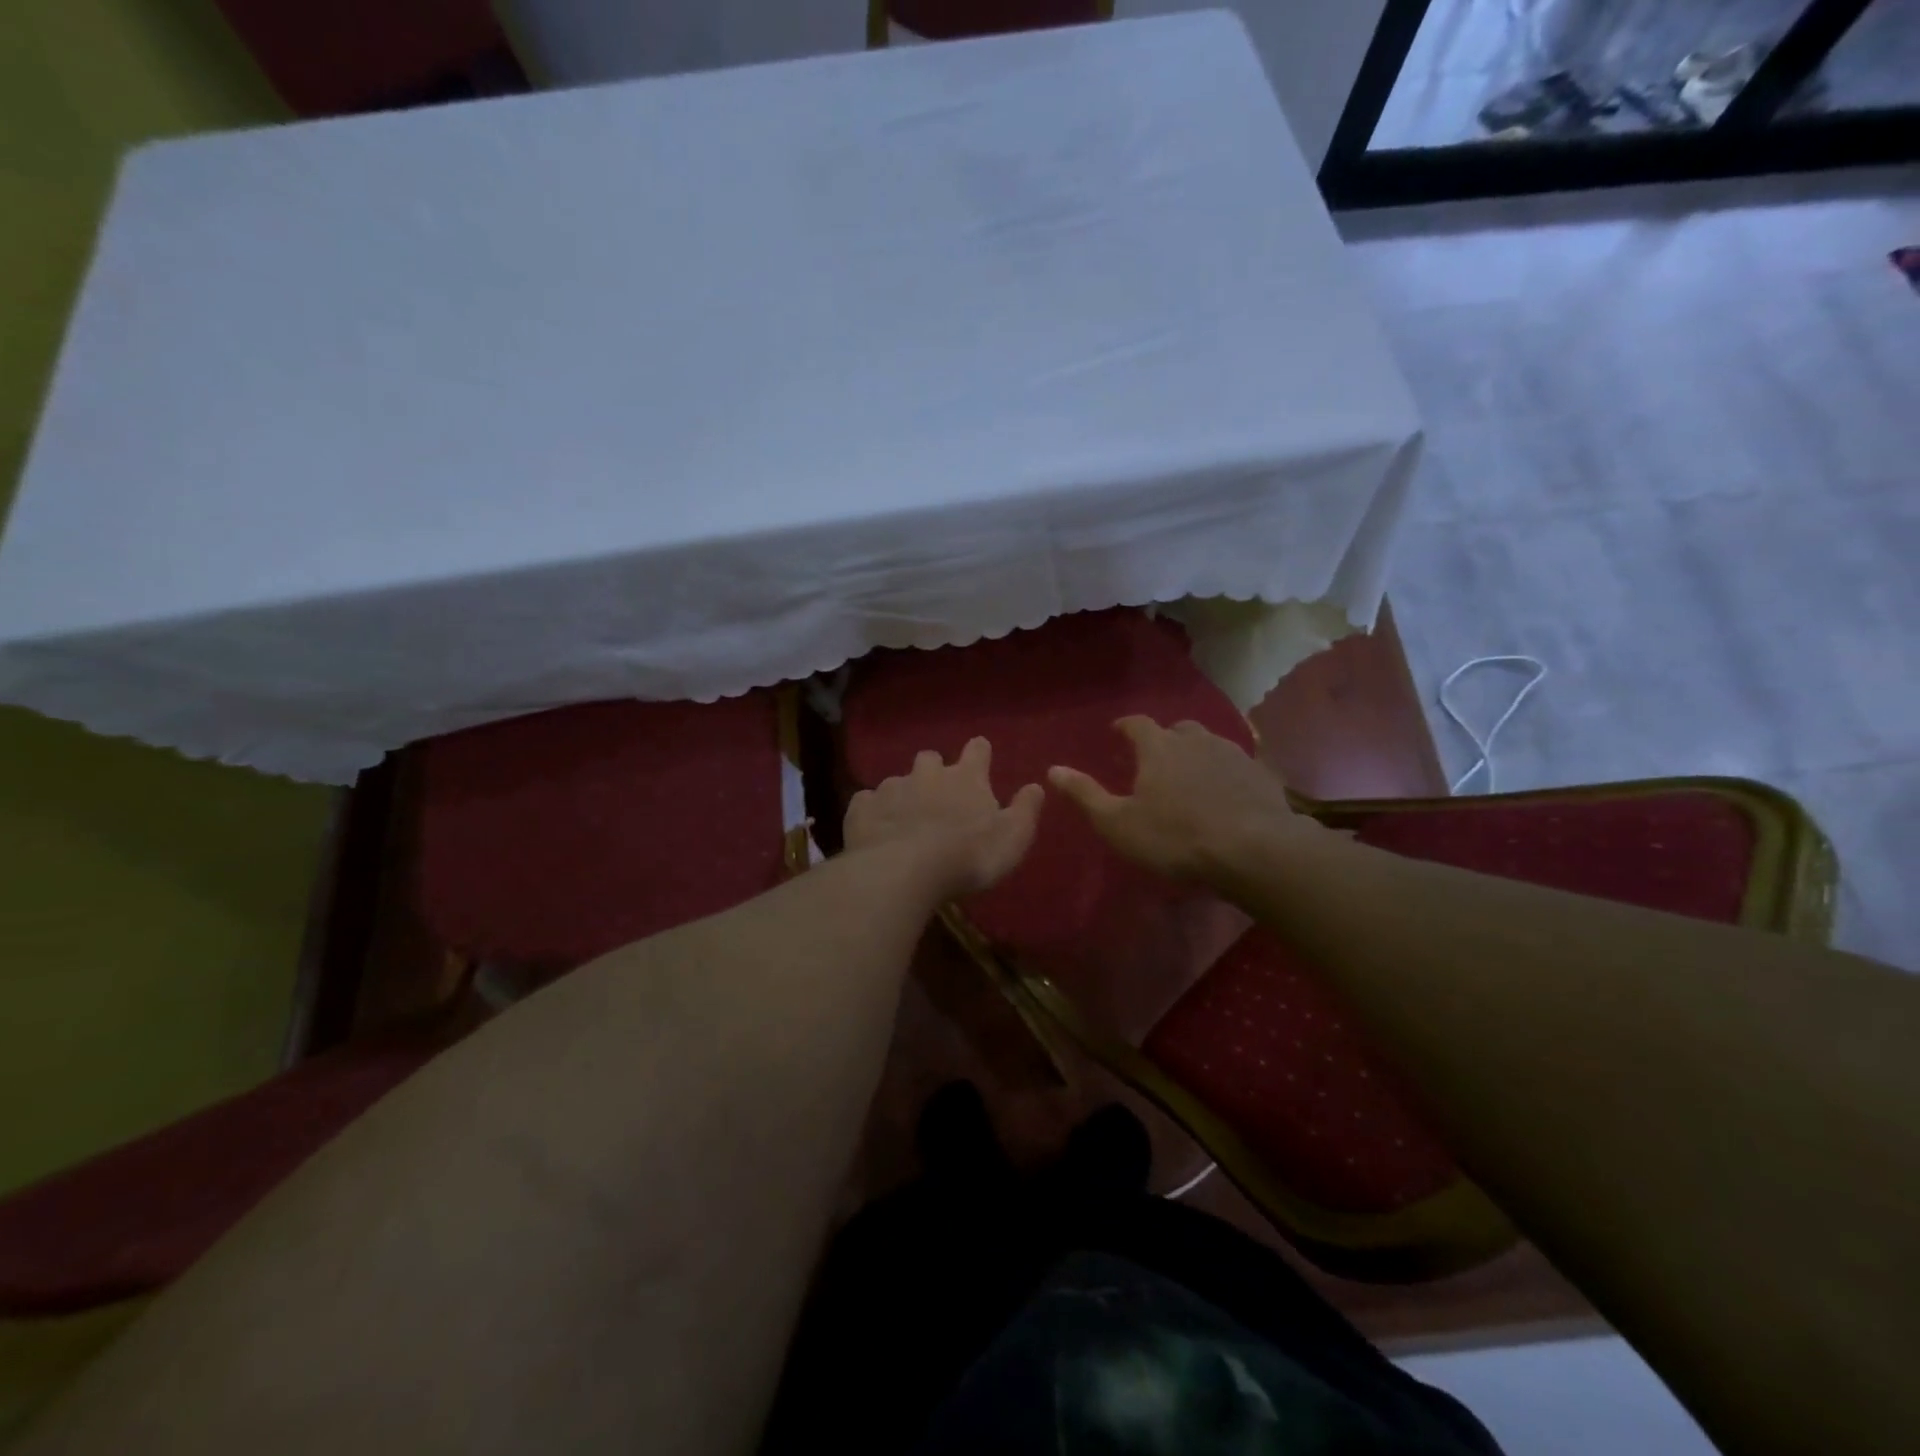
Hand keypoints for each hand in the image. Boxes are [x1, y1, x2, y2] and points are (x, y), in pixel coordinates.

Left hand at [844, 737, 1043, 899]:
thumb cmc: (968, 856)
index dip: (979, 753)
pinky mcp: (862, 808)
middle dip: (933, 770)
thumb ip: (1025, 810)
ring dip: (902, 794)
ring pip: (896, 780)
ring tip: (904, 820)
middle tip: (937, 795)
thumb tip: (1036, 786)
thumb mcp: (1012, 838)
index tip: (980, 757)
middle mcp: (927, 774)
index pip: (977, 750)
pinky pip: (867, 801)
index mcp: (966, 778)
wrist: (904, 870)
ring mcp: (891, 788)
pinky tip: (876, 829)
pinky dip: (873, 811)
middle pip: (930, 758)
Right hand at [1047, 716, 1309, 880]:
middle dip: (1164, 739)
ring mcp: (1233, 754)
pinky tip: (1225, 794)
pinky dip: (1225, 773)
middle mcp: (1196, 740)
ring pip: (1210, 743)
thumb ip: (1086, 794)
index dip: (1125, 726)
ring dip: (1197, 753)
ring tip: (1191, 775)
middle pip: (1177, 729)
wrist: (1254, 850)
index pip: (1137, 724)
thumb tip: (1053, 769)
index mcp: (1159, 747)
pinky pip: (1237, 765)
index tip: (1116, 732)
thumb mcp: (1118, 823)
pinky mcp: (1261, 775)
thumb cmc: (1175, 837)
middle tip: (1155, 758)